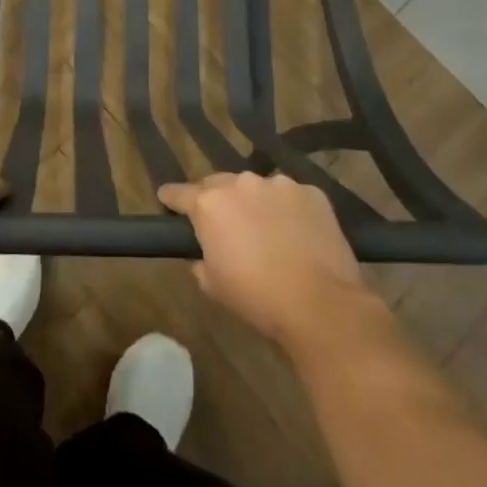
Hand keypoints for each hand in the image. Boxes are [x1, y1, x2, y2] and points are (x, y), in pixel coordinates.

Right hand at [159, 173, 369, 352]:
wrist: (320, 303)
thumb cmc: (257, 298)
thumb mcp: (214, 286)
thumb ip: (201, 261)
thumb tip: (205, 254)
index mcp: (210, 204)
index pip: (180, 193)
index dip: (171, 197)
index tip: (166, 198)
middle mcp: (241, 183)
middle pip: (220, 185)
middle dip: (218, 200)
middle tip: (225, 224)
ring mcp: (279, 184)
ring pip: (259, 189)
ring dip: (257, 204)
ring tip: (269, 232)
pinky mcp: (311, 193)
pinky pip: (293, 198)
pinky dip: (290, 211)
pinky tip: (299, 235)